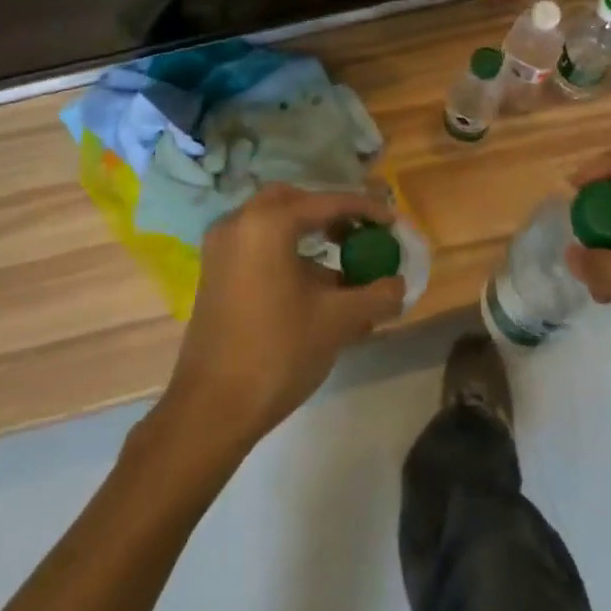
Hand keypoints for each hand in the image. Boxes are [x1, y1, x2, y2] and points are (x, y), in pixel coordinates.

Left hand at [158, 184, 405, 454]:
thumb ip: (375, 295)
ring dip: (310, 235)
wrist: (211, 409)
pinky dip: (287, 252)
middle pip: (295, 201)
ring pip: (274, 223)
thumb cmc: (278, 352)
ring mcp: (221, 247)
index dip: (366, 209)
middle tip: (361, 233)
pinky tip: (314, 286)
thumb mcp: (337, 321)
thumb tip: (399, 285)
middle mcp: (239, 222)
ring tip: (345, 266)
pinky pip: (258, 245)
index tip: (393, 222)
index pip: (327, 202)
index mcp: (267, 223)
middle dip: (331, 213)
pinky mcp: (215, 271)